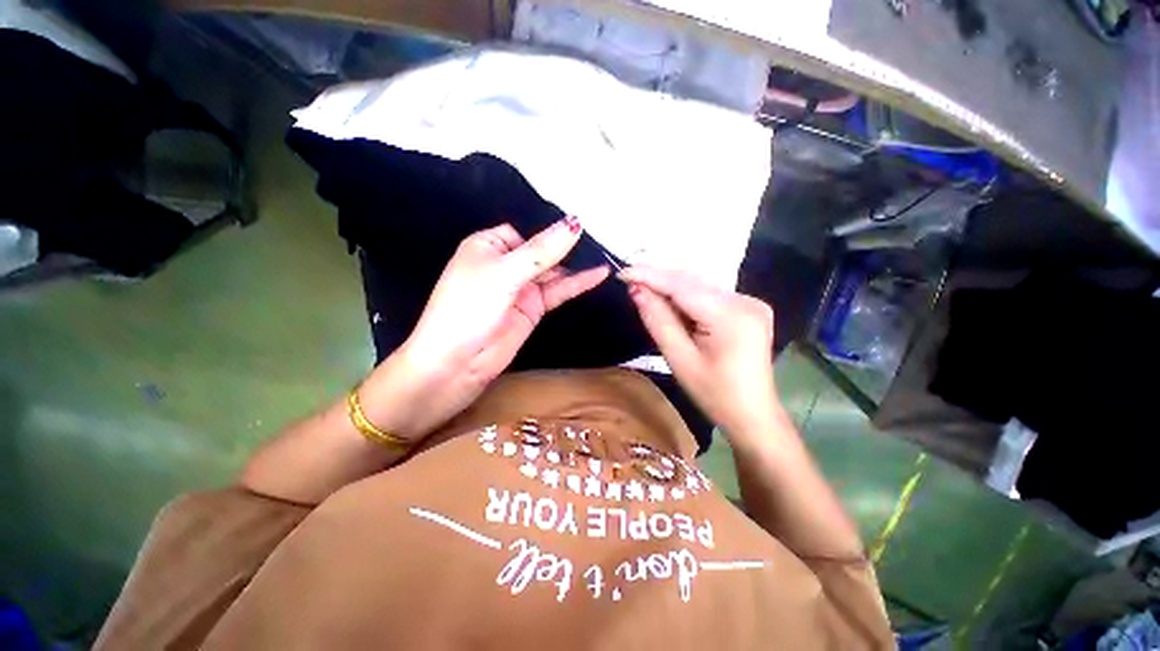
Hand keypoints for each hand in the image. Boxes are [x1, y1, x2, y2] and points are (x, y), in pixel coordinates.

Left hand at [363, 218, 609, 439]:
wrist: (456, 364)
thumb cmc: (469, 308)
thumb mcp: (504, 274)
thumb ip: (541, 251)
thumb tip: (574, 223)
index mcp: (488, 246)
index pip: (525, 231)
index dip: (548, 230)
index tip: (579, 226)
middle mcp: (505, 264)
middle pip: (541, 250)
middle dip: (567, 247)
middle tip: (600, 238)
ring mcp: (520, 288)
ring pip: (552, 272)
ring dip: (575, 266)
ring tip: (604, 254)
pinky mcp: (532, 309)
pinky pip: (557, 291)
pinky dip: (576, 284)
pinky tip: (598, 274)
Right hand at [619, 266, 781, 440]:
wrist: (753, 414)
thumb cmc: (714, 394)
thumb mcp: (680, 359)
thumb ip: (658, 321)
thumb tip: (637, 290)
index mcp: (731, 316)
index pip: (682, 286)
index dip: (650, 275)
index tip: (622, 272)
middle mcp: (745, 300)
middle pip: (692, 283)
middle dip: (659, 280)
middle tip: (629, 282)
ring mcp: (751, 302)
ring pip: (700, 287)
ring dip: (671, 289)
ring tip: (645, 293)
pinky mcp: (749, 308)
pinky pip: (710, 295)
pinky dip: (687, 298)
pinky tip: (672, 305)